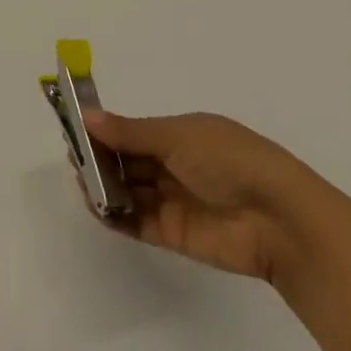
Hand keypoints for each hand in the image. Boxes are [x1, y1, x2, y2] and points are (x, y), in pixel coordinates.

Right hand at [83, 109, 313, 283]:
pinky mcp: (173, 234)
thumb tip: (87, 116)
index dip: (107, 131)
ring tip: (80, 182)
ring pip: (130, 190)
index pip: (136, 132)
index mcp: (184, 135)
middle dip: (101, 158)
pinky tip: (95, 206)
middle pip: (130, 161)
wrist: (278, 219)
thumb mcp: (177, 135)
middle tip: (72, 158)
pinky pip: (137, 222)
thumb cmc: (229, 160)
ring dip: (105, 186)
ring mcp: (175, 201)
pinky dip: (115, 215)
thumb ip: (129, 132)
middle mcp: (178, 165)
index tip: (76, 129)